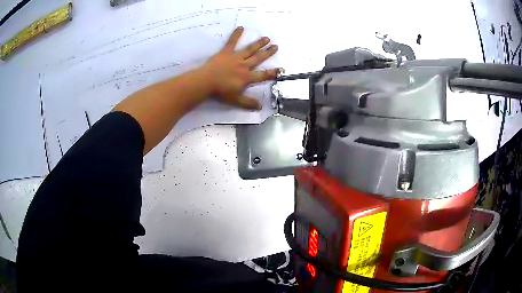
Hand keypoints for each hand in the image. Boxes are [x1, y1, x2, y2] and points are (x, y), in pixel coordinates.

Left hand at [200, 27, 279, 109]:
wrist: (207, 82)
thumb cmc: (221, 91)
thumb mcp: (236, 100)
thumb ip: (248, 103)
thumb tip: (260, 106)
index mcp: (247, 77)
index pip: (263, 75)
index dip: (272, 73)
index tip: (280, 69)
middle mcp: (244, 66)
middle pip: (258, 58)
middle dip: (268, 53)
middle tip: (276, 46)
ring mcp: (236, 57)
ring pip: (250, 49)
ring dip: (258, 43)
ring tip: (266, 38)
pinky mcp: (226, 52)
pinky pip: (232, 42)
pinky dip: (236, 35)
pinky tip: (241, 28)